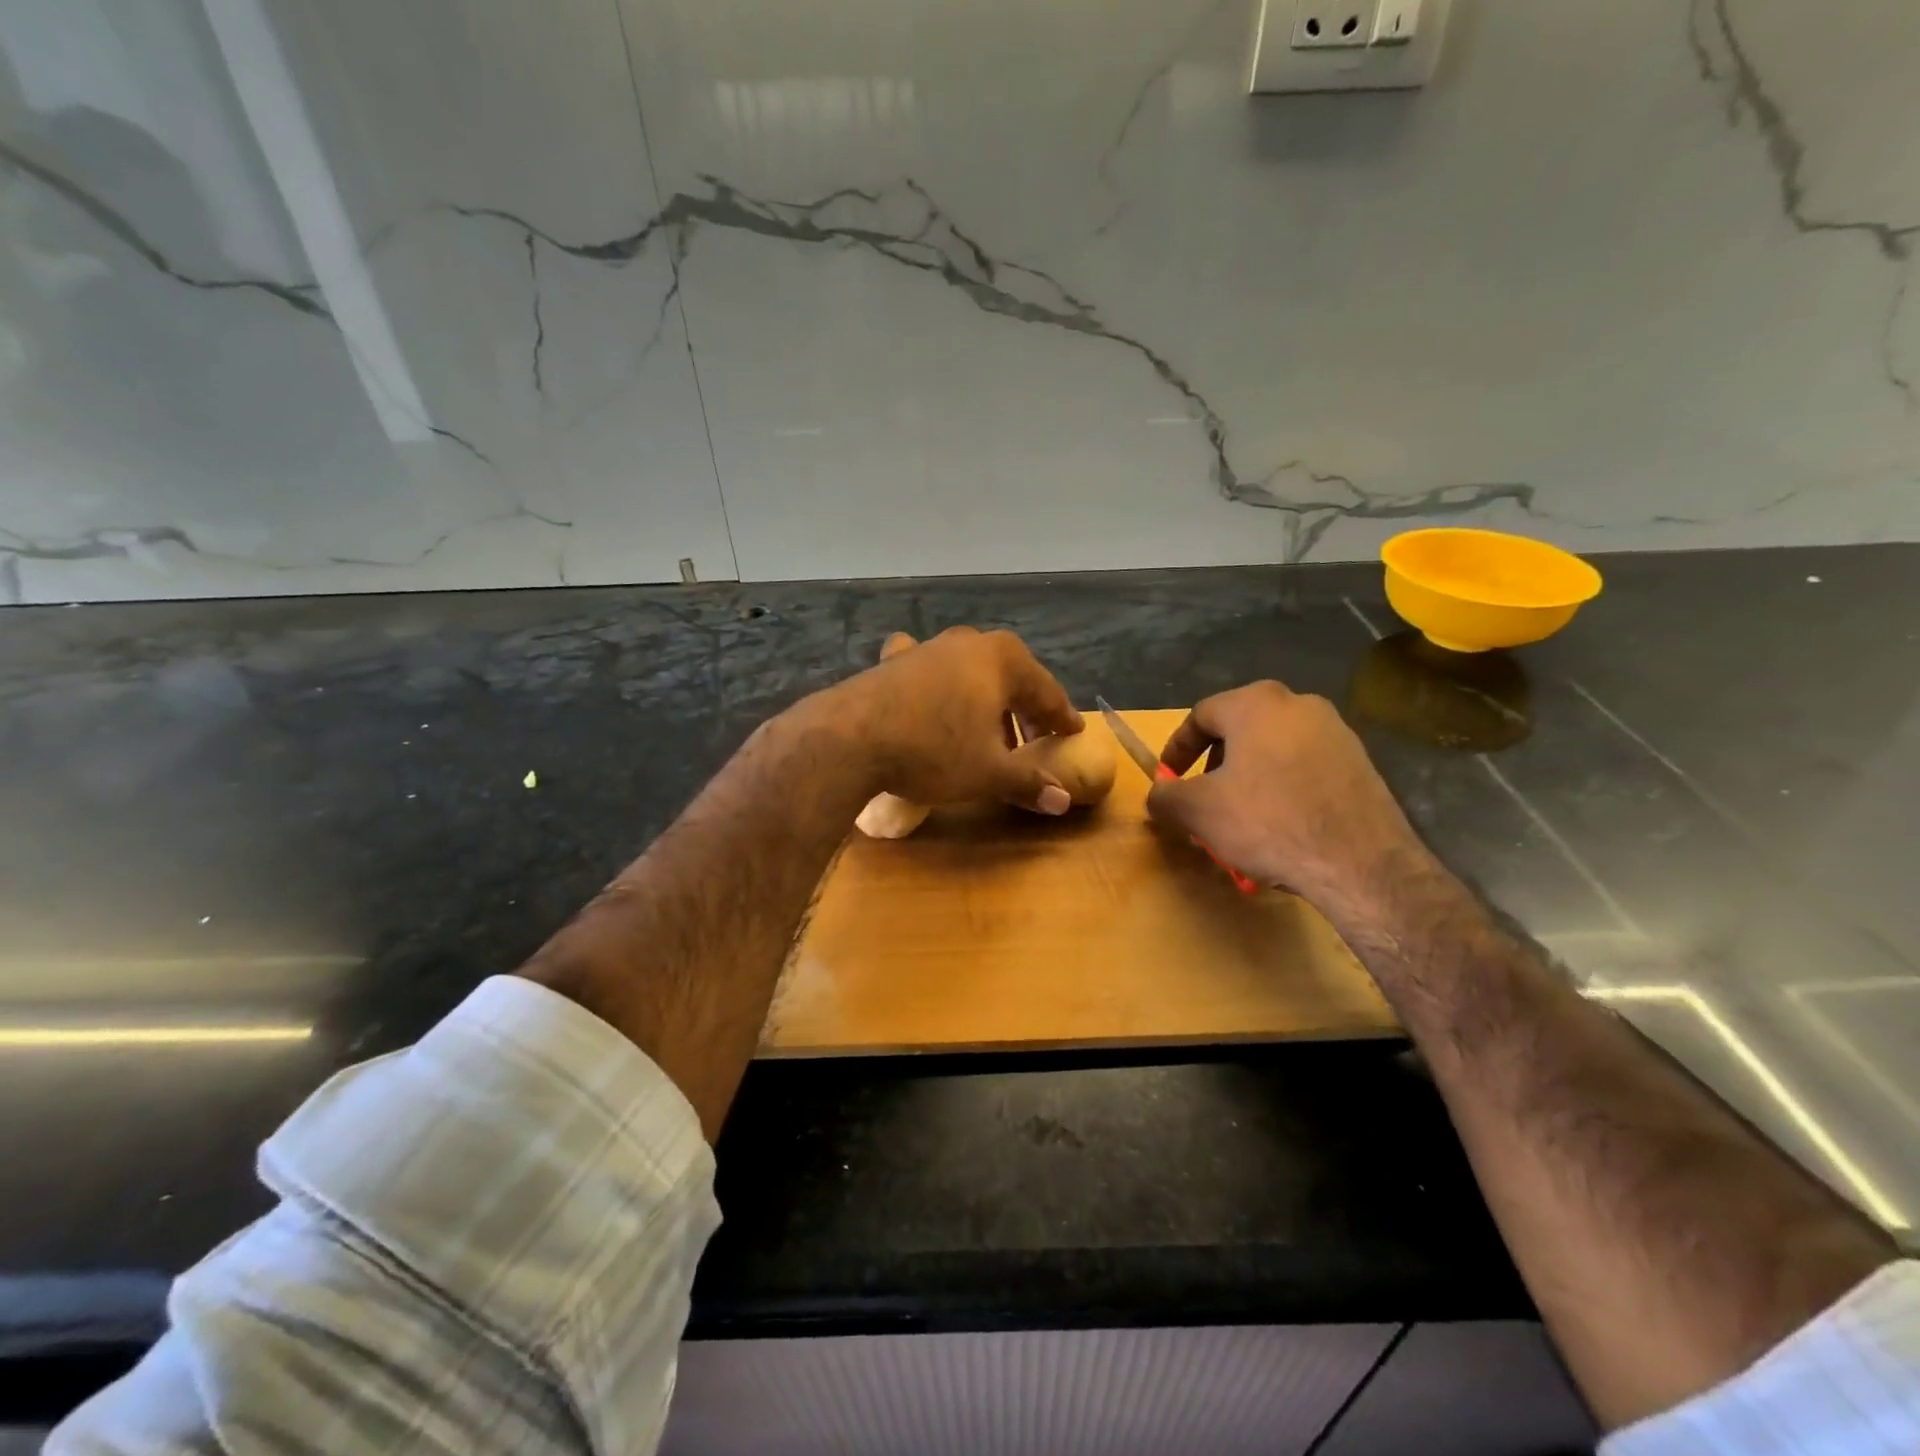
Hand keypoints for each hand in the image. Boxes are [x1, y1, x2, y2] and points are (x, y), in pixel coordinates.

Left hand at [824, 626, 1084, 812]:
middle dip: (1023, 710)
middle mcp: (969, 643)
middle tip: (1033, 741)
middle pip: (1010, 678)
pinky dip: (939, 685)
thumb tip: (1063, 800)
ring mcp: (928, 647)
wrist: (850, 738)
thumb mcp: (988, 773)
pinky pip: (929, 671)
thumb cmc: (933, 751)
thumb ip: (1028, 782)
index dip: (1061, 717)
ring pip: (970, 673)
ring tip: (986, 733)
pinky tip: (931, 698)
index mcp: (1003, 660)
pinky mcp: (894, 661)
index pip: (1046, 692)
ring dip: (984, 701)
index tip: (1073, 733)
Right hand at [1146, 681, 1426, 909]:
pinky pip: (1305, 768)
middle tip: (1203, 800)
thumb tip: (1159, 793)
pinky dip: (1283, 789)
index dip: (1177, 749)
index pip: (1200, 716)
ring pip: (1273, 750)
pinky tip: (1280, 826)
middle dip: (1214, 767)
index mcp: (1256, 703)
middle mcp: (1299, 703)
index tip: (1168, 780)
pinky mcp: (1361, 762)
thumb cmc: (1268, 822)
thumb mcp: (1198, 811)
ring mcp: (1336, 731)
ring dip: (1248, 779)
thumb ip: (1166, 796)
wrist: (1361, 863)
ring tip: (1240, 819)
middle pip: (1239, 731)